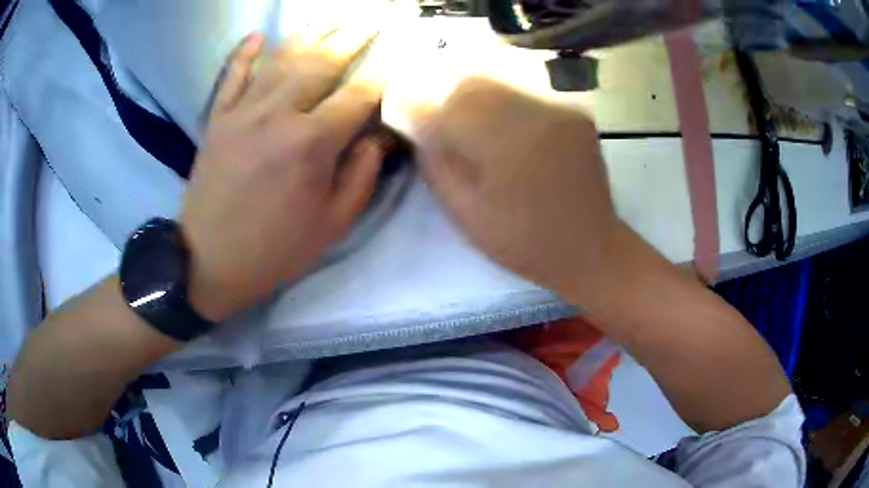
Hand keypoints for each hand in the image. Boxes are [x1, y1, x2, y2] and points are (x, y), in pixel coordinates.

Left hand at [181, 29, 383, 321]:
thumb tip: (376, 135)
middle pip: (322, 62)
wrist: (208, 264)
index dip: (384, 70)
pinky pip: (230, 76)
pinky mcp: (216, 119)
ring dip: (310, 32)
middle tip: (374, 17)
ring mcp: (241, 112)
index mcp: (310, 144)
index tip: (401, 52)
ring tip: (332, 16)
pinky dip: (243, 54)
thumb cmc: (274, 251)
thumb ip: (360, 175)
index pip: (359, 93)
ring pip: (281, 59)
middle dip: (354, 36)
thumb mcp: (331, 225)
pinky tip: (256, 36)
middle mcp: (277, 115)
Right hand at [413, 77, 621, 303]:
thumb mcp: (468, 214)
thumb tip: (419, 128)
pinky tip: (507, 125)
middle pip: (474, 81)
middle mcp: (535, 113)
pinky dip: (506, 100)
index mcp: (505, 142)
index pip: (448, 104)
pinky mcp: (575, 111)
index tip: (409, 117)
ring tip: (472, 122)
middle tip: (441, 119)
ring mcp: (560, 108)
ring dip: (477, 95)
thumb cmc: (525, 241)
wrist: (590, 247)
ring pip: (502, 80)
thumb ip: (438, 165)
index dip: (421, 107)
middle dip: (447, 96)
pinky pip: (528, 91)